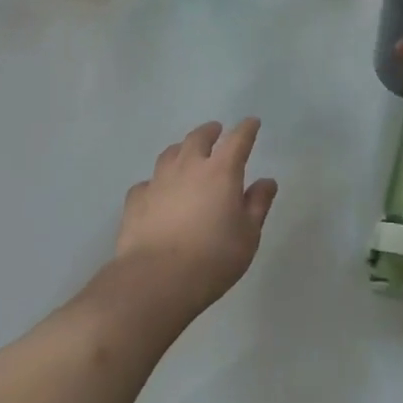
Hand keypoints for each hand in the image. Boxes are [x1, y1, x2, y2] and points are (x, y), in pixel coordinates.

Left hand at [113, 119, 277, 319]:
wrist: (156, 279)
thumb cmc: (212, 257)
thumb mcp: (248, 235)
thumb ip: (258, 204)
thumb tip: (267, 181)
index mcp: (221, 171)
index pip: (237, 140)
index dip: (246, 129)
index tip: (252, 123)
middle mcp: (188, 166)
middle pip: (198, 138)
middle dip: (209, 132)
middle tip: (215, 131)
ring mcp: (158, 180)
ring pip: (170, 154)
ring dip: (181, 149)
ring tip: (185, 153)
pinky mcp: (136, 199)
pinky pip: (147, 183)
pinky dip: (155, 183)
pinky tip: (156, 193)